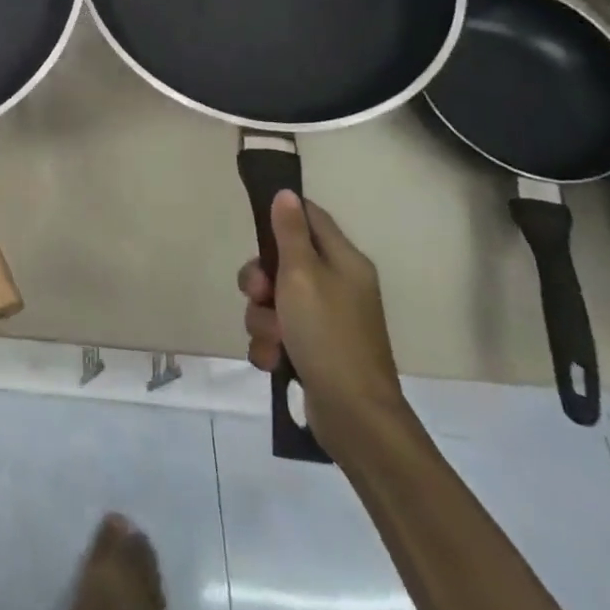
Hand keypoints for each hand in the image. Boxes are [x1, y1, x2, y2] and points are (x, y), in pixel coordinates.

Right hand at [239, 190, 409, 458]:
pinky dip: (270, 345)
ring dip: (261, 319)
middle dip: (260, 280)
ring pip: (274, 300)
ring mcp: (326, 320)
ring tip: (272, 340)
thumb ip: (290, 232)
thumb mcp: (302, 275)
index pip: (310, 217)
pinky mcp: (313, 350)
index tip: (255, 226)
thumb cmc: (328, 335)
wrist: (354, 417)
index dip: (281, 216)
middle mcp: (337, 286)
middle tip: (259, 295)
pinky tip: (273, 360)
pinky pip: (278, 333)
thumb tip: (286, 193)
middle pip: (283, 261)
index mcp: (344, 261)